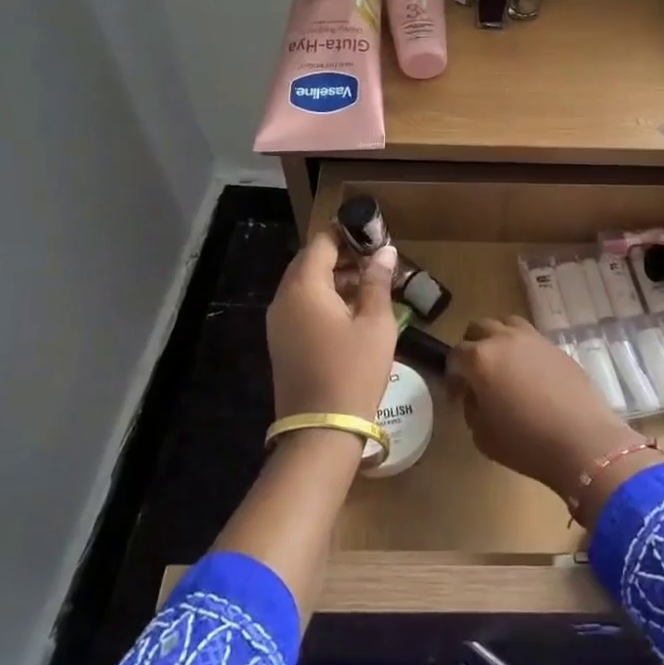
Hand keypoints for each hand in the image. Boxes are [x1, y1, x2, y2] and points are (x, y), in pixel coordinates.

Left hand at [266, 231, 399, 421]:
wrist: (321, 431)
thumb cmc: (353, 370)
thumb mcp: (375, 323)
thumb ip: (377, 282)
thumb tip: (385, 251)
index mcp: (304, 287)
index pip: (321, 242)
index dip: (347, 233)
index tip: (374, 235)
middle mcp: (283, 298)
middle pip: (309, 261)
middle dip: (341, 255)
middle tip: (374, 259)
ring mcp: (278, 322)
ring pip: (304, 284)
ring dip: (333, 277)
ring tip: (369, 283)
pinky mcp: (281, 342)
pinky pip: (301, 306)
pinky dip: (323, 298)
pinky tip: (351, 310)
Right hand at [451, 317, 647, 507]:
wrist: (582, 439)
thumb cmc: (525, 442)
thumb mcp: (482, 435)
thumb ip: (471, 408)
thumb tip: (474, 394)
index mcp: (480, 359)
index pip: (455, 355)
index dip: (452, 375)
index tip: (457, 395)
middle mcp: (503, 339)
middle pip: (478, 328)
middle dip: (472, 347)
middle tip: (476, 374)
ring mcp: (532, 338)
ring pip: (506, 323)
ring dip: (498, 338)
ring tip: (503, 364)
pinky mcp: (556, 345)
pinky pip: (530, 337)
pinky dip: (522, 348)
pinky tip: (529, 373)